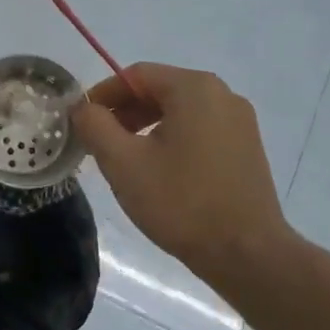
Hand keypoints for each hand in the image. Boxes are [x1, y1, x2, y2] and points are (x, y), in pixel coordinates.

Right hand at [70, 63, 292, 278]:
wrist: (247, 254)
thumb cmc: (181, 202)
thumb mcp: (123, 163)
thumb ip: (95, 126)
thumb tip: (83, 109)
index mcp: (194, 88)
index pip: (136, 75)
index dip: (103, 94)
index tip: (81, 120)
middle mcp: (222, 95)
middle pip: (160, 89)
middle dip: (124, 111)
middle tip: (99, 141)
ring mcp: (240, 122)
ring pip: (180, 110)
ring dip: (146, 126)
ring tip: (126, 158)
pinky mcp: (247, 148)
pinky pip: (200, 129)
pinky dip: (172, 138)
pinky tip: (160, 170)